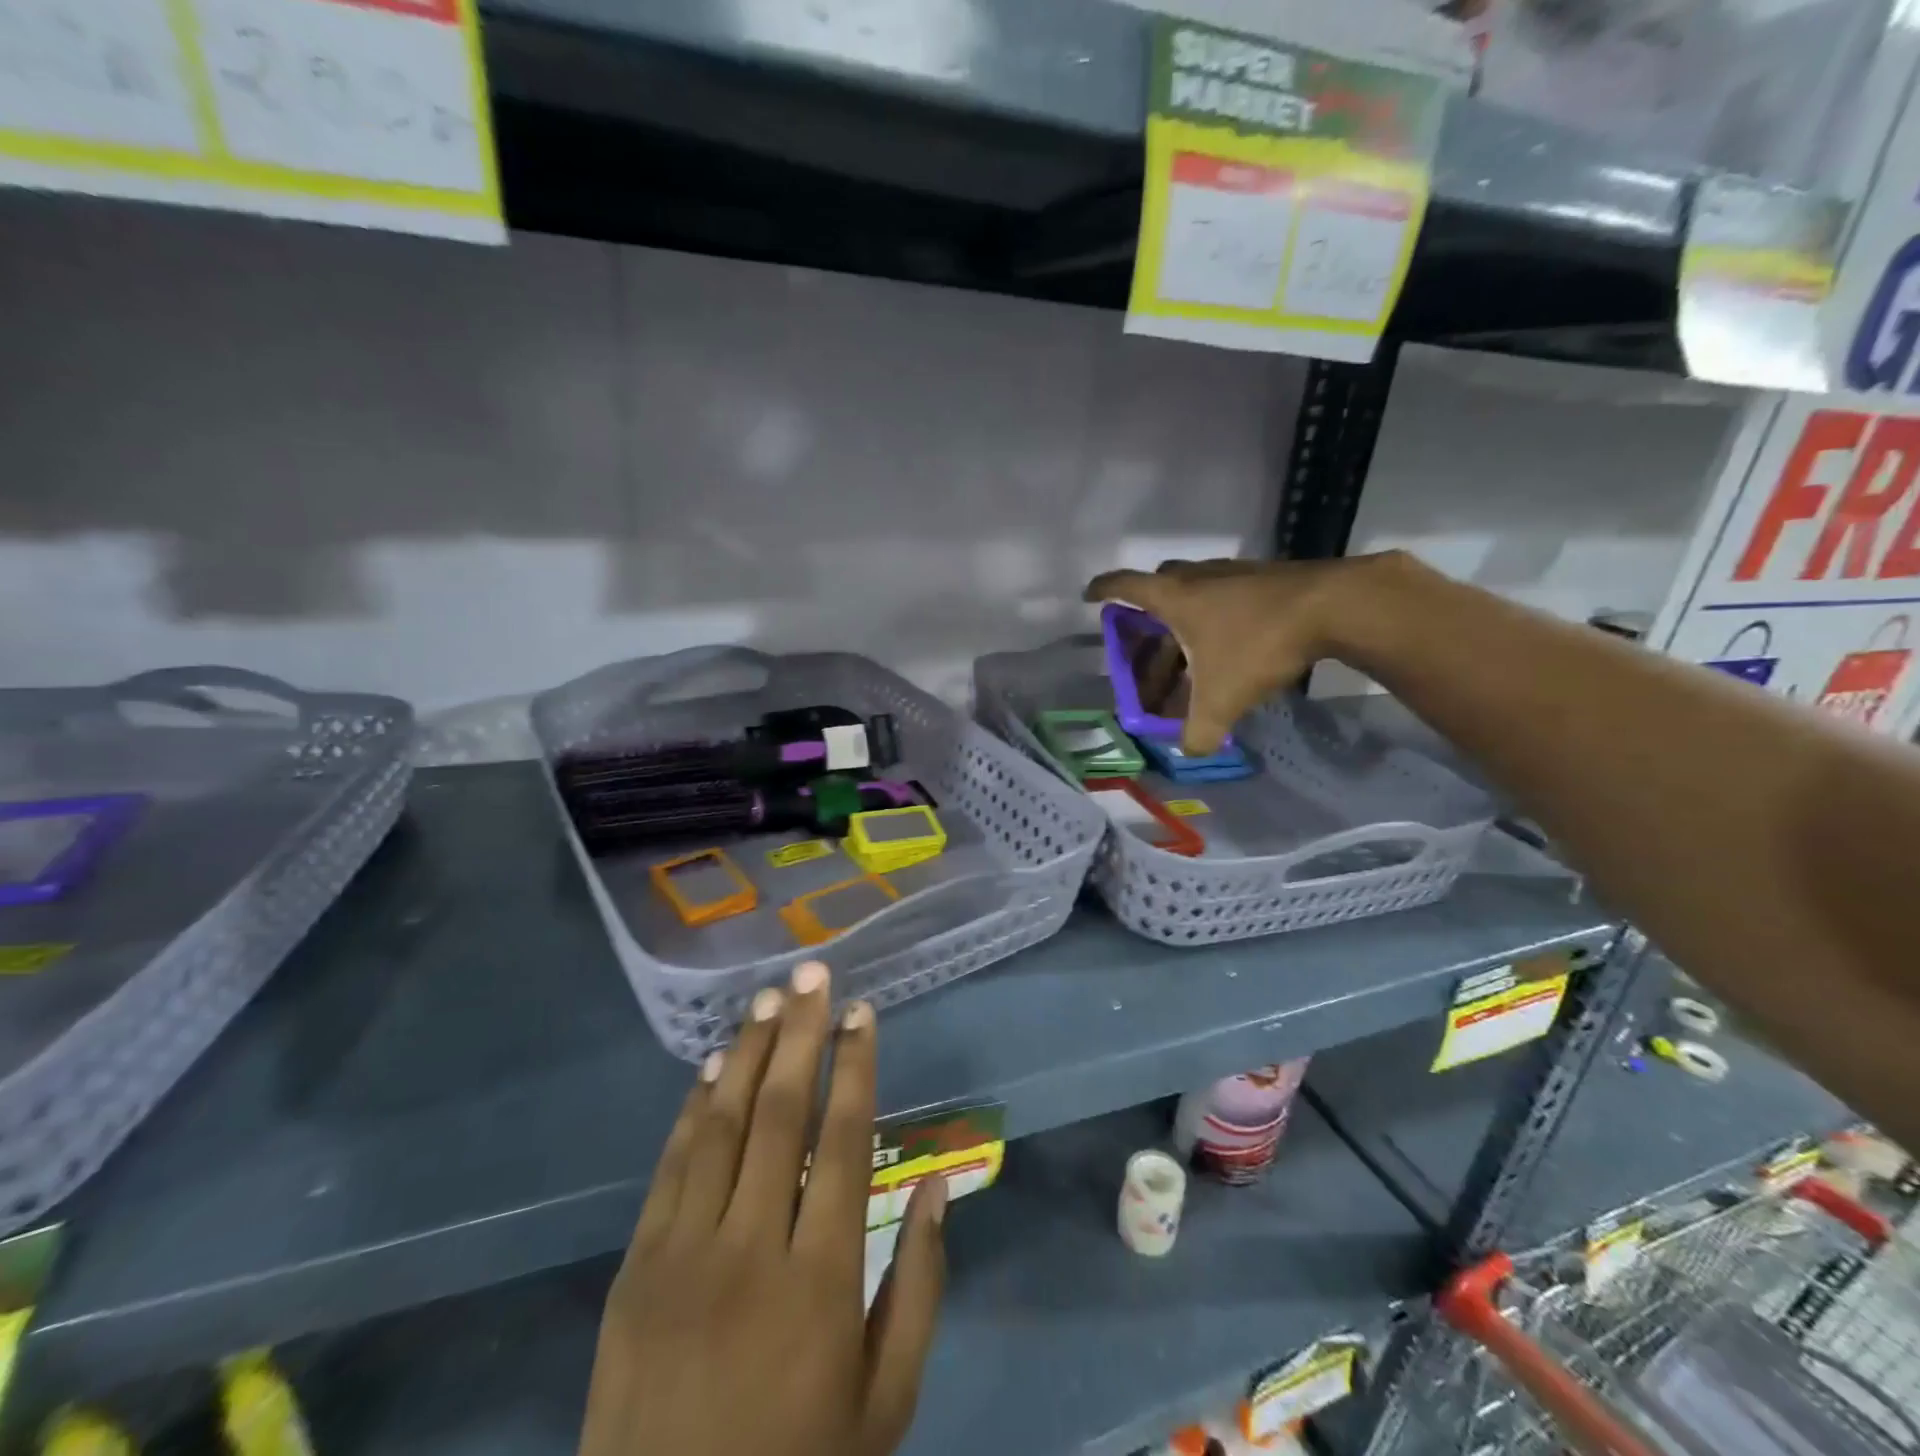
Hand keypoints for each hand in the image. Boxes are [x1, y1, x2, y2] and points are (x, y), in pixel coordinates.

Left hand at [579, 962, 946, 1455]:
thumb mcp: (888, 1402)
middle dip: (800, 1034)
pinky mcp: (636, 1271)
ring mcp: (684, 1256)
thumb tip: (941, 1186)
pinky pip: (670, 1170)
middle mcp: (753, 1249)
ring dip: (746, 1054)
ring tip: (767, 1000)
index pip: (845, 1140)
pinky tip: (708, 1069)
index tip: (861, 1012)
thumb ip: (920, 1287)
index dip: (855, 1066)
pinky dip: (691, 1111)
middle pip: (781, 1114)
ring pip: (721, 1127)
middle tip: (811, 975)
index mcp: (824, 1280)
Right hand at [1084, 556, 1381, 754]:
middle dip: (1146, 614)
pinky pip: (1226, 596)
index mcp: (1175, 598)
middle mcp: (1199, 578)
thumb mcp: (1221, 698)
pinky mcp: (1265, 578)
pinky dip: (1217, 619)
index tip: (1088, 596)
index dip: (1102, 590)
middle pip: (1159, 587)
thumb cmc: (1259, 644)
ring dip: (1185, 620)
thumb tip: (1189, 751)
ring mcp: (1234, 574)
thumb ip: (1198, 731)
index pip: (1124, 586)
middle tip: (1144, 641)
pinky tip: (1231, 646)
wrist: (1335, 606)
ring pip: (1196, 592)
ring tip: (1188, 654)